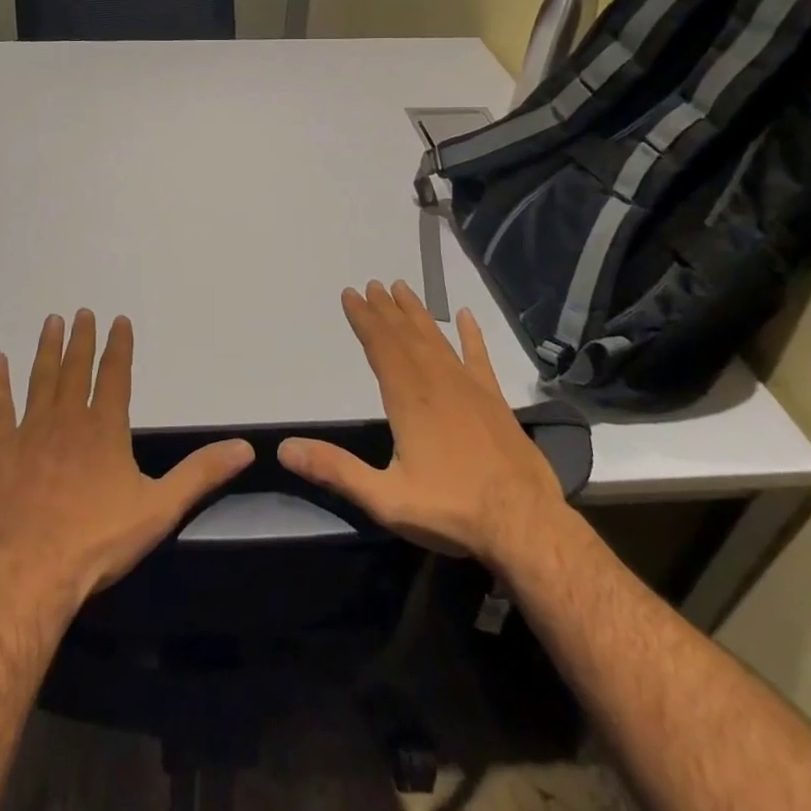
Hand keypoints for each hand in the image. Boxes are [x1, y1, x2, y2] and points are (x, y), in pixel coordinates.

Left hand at [0, 310, 254, 615]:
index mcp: (105, 428)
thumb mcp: (160, 508)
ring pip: (40, 378)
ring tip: (51, 321)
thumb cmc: (98, 541)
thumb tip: (246, 447)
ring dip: (46, 349)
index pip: (115, 376)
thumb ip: (201, 474)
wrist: (30, 572)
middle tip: (82, 312)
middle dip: (81, 339)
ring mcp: (30, 431)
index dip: (119, 347)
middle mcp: (67, 418)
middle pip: (76, 368)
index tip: (118, 320)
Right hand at [277, 280, 568, 573]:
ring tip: (402, 289)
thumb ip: (336, 470)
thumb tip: (285, 449)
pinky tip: (465, 316)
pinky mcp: (495, 401)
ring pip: (437, 340)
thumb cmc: (451, 509)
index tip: (350, 294)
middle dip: (385, 310)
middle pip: (406, 336)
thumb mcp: (384, 498)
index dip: (364, 319)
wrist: (525, 525)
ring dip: (417, 314)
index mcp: (408, 398)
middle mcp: (437, 382)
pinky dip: (471, 335)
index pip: (380, 346)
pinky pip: (479, 357)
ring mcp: (469, 388)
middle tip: (371, 285)